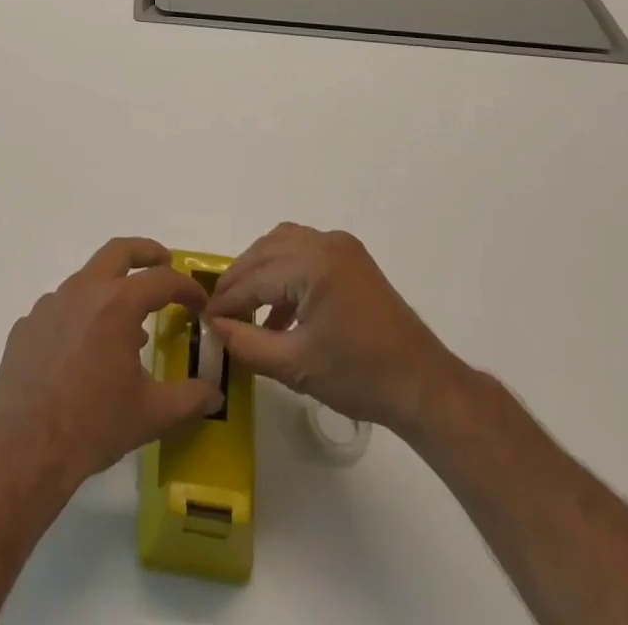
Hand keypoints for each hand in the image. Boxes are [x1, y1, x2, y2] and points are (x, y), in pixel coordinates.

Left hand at [0, 238, 224, 491]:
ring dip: (110, 289)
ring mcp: (50, 304)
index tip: (199, 302)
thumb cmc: (95, 425)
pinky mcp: (27, 324)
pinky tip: (82, 350)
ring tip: (125, 324)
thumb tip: (214, 392)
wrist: (26, 448)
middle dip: (146, 252)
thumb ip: (189, 398)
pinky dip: (79, 317)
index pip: (162, 280)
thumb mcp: (152, 414)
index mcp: (118, 304)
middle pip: (119, 251)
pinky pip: (59, 309)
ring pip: (86, 280)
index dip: (186, 287)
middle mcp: (83, 290)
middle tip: (163, 261)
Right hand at [203, 223, 466, 430]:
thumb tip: (214, 327)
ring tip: (245, 306)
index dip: (227, 299)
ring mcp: (341, 246)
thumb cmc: (360, 377)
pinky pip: (303, 251)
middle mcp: (325, 242)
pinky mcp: (351, 257)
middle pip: (265, 251)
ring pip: (282, 244)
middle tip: (219, 310)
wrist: (423, 386)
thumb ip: (247, 344)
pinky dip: (283, 270)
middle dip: (239, 279)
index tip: (204, 318)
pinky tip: (279, 310)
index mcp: (312, 264)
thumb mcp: (296, 367)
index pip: (255, 277)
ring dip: (259, 270)